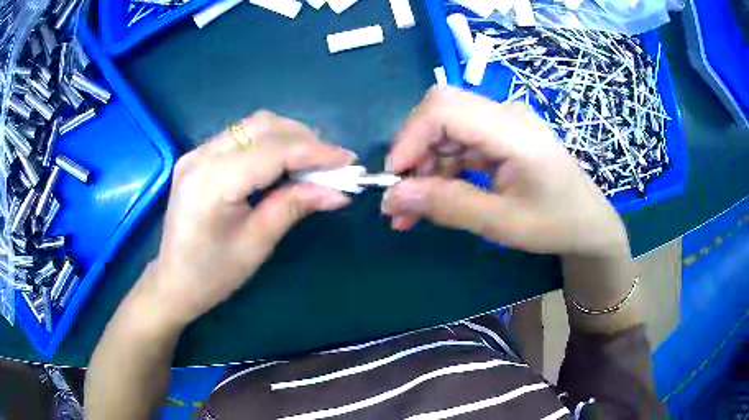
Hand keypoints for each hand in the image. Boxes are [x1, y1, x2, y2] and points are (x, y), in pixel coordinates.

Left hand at [144, 111, 355, 325]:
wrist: (173, 281)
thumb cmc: (213, 274)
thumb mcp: (256, 244)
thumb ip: (294, 207)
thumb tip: (338, 192)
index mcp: (211, 184)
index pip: (271, 152)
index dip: (314, 152)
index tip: (348, 160)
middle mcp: (200, 156)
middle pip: (262, 126)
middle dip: (304, 139)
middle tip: (332, 162)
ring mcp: (196, 152)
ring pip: (252, 125)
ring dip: (288, 137)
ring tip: (312, 161)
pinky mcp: (198, 156)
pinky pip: (241, 136)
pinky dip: (269, 142)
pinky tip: (284, 160)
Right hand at [382, 87, 627, 256]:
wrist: (588, 223)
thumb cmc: (556, 224)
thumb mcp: (502, 223)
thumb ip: (448, 205)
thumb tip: (392, 197)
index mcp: (513, 131)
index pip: (445, 109)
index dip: (410, 138)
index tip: (393, 179)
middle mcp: (505, 115)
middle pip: (440, 114)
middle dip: (413, 154)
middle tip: (399, 200)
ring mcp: (502, 124)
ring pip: (444, 132)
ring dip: (423, 168)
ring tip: (409, 212)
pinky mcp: (499, 137)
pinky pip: (458, 145)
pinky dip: (440, 171)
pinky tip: (431, 199)